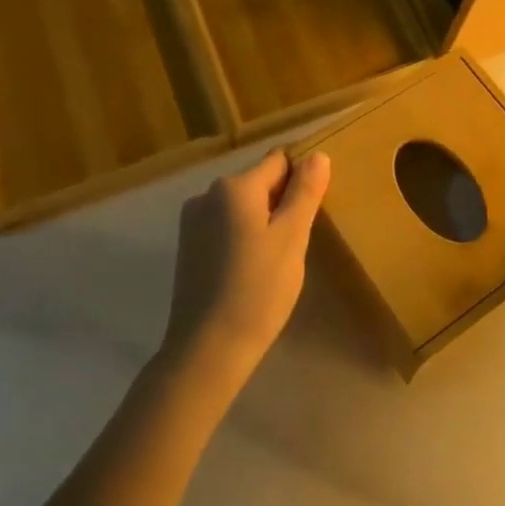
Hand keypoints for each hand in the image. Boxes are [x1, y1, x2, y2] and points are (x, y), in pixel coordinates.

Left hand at [162, 148, 331, 384]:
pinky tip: (251, 271)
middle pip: (259, 182)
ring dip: (263, 222)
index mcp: (234, 186)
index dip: (301, 180)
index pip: (279, 161)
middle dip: (281, 203)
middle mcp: (207, 194)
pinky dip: (243, 239)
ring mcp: (192, 222)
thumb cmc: (258, 290)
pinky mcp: (187, 248)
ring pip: (242, 207)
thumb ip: (305, 192)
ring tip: (275, 261)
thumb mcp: (292, 237)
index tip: (312, 212)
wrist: (207, 350)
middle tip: (297, 243)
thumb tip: (317, 155)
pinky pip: (225, 227)